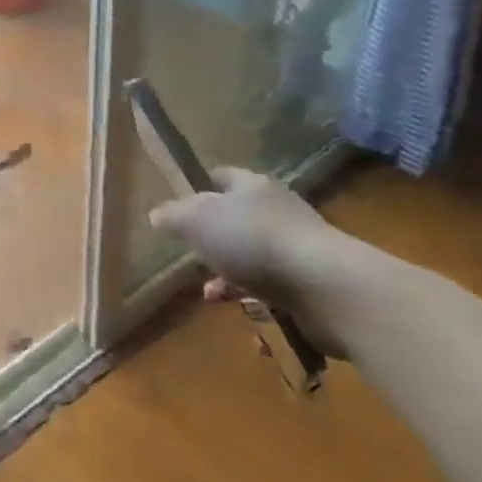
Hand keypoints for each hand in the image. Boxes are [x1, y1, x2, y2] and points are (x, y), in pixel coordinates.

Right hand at [151, 168, 365, 355]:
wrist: (325, 286)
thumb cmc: (253, 240)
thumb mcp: (197, 221)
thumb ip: (173, 216)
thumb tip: (157, 215)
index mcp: (252, 185)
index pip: (221, 176)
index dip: (199, 186)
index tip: (179, 204)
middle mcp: (277, 209)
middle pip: (236, 216)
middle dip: (212, 236)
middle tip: (190, 252)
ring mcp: (296, 246)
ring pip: (252, 254)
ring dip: (228, 270)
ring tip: (209, 290)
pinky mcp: (310, 282)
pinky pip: (270, 284)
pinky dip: (249, 294)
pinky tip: (233, 306)